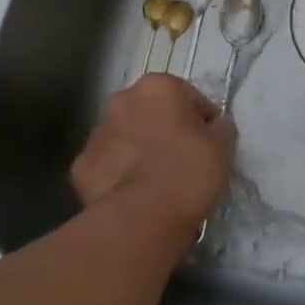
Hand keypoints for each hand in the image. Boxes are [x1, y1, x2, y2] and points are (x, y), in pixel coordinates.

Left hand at [71, 74, 236, 239]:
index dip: (202, 120)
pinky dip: (119, 175)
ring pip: (125, 136)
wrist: (143, 217)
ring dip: (139, 150)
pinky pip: (108, 165)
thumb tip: (215, 126)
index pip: (188, 96)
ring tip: (157, 181)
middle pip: (150, 112)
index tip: (209, 144)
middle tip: (182, 160)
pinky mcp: (81, 167)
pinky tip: (134, 194)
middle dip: (164, 129)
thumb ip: (220, 127)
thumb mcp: (224, 146)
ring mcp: (96, 133)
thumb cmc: (189, 171)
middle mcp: (121, 100)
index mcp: (157, 86)